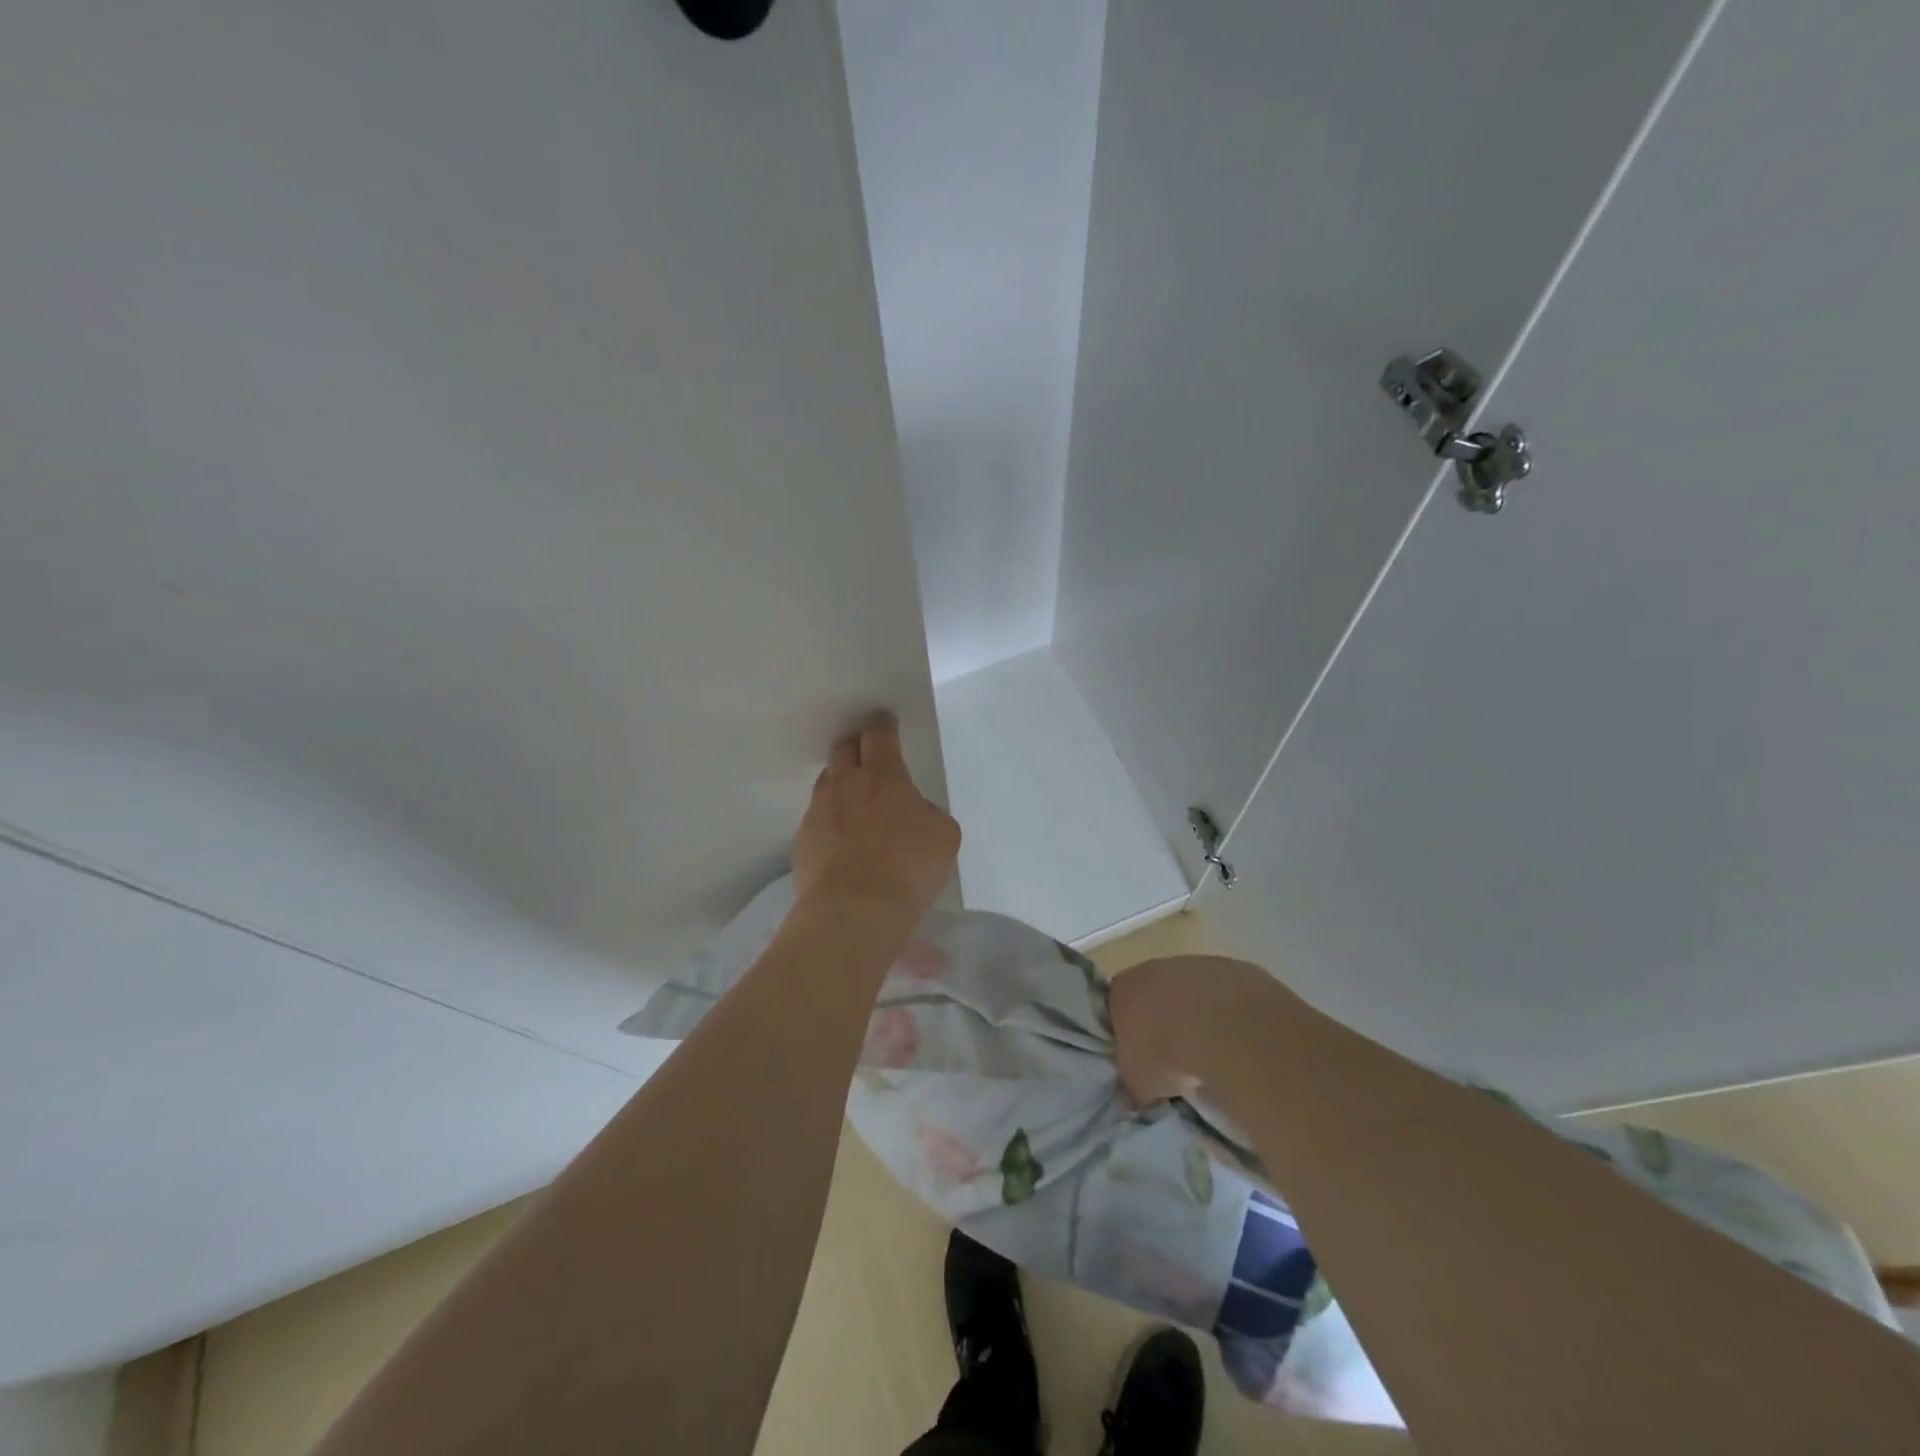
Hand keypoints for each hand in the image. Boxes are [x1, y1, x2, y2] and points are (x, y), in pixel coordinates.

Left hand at [792, 712, 959, 920]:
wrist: (854, 912)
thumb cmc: (908, 868)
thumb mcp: (944, 836)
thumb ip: (930, 813)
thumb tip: (915, 812)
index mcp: (884, 777)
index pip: (879, 735)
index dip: (882, 724)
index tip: (884, 720)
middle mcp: (846, 785)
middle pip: (843, 749)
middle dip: (855, 745)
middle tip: (866, 754)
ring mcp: (818, 812)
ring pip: (826, 782)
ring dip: (839, 782)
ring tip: (852, 800)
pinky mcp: (802, 841)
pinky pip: (815, 819)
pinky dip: (828, 821)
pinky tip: (840, 842)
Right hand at [1108, 955, 1280, 1106]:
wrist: (1219, 1028)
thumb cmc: (1164, 1053)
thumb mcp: (1139, 1083)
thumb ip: (1132, 1087)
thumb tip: (1131, 1098)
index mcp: (1123, 989)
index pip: (1115, 1006)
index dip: (1126, 1031)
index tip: (1138, 1055)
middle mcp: (1154, 969)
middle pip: (1154, 994)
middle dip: (1163, 1021)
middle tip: (1174, 1055)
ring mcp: (1195, 965)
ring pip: (1191, 991)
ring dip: (1197, 1015)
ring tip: (1210, 1050)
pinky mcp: (1232, 969)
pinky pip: (1225, 994)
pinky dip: (1227, 1014)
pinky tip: (1235, 1038)